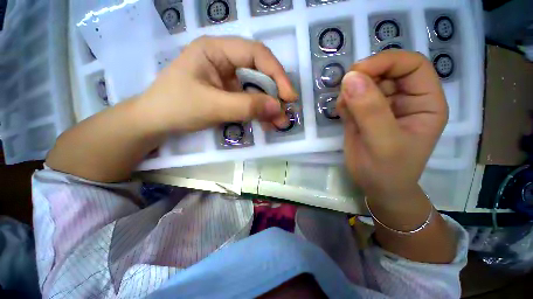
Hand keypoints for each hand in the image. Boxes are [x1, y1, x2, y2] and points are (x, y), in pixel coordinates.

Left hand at [137, 36, 297, 133]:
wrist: (155, 122)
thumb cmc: (176, 107)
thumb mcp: (212, 106)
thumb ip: (246, 106)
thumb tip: (277, 108)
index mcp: (216, 50)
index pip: (256, 54)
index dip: (277, 74)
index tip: (288, 96)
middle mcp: (224, 61)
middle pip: (259, 73)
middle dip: (274, 94)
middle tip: (286, 113)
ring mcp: (227, 79)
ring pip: (256, 90)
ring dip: (268, 107)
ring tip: (279, 123)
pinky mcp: (228, 95)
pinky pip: (248, 101)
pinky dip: (259, 113)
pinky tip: (266, 124)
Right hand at [337, 51, 447, 200]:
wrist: (375, 186)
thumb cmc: (387, 170)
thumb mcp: (383, 143)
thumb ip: (370, 111)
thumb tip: (351, 78)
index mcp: (425, 102)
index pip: (411, 65)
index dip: (386, 61)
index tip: (357, 72)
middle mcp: (405, 99)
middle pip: (385, 71)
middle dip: (363, 78)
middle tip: (345, 95)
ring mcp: (383, 106)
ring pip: (365, 83)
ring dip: (350, 93)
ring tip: (344, 111)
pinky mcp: (364, 113)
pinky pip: (352, 97)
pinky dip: (343, 102)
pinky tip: (343, 115)